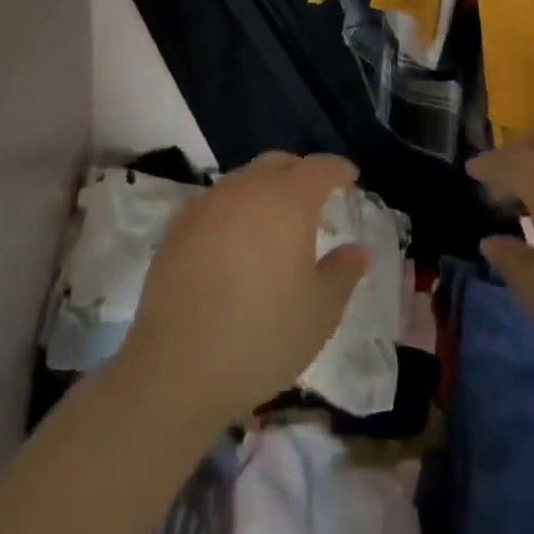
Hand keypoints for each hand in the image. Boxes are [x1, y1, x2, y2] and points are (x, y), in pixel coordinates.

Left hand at [117, 152, 371, 425]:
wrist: (175, 370)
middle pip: (279, 164)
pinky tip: (235, 242)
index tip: (351, 179)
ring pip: (244, 180)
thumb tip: (359, 250)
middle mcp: (246, 189)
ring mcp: (207, 204)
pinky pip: (216, 203)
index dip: (339, 170)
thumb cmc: (261, 336)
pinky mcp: (178, 228)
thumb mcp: (319, 312)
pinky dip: (234, 210)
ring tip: (274, 222)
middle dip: (301, 173)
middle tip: (315, 198)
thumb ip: (343, 273)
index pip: (320, 168)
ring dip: (265, 190)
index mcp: (288, 200)